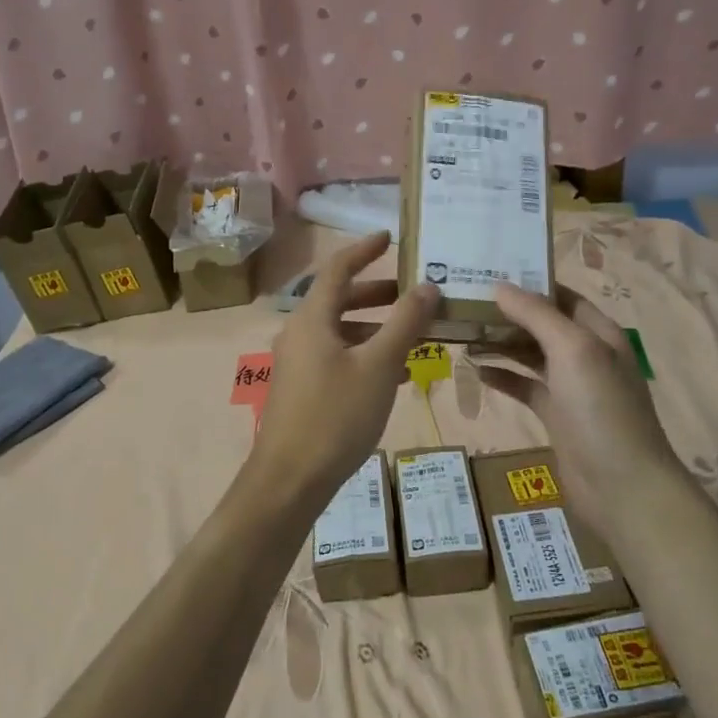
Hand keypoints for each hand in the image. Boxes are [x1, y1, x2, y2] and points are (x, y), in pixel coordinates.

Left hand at [249, 233, 439, 510]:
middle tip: (413, 292)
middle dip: (378, 294)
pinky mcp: (302, 389)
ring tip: (416, 336)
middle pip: (340, 299)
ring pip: (341, 331)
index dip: (364, 249)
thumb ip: (405, 323)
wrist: (289, 481)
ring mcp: (298, 362)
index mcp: (312, 318)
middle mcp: (300, 333)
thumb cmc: (335, 416)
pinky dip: (366, 355)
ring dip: (377, 329)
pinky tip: (398, 375)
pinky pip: (338, 357)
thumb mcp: (379, 366)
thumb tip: (428, 285)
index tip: (390, 237)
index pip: (338, 268)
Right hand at [480, 284, 683, 539]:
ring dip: (501, 344)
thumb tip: (500, 286)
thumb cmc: (601, 408)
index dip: (529, 283)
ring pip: (531, 354)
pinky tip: (477, 371)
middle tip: (466, 303)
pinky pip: (526, 387)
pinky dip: (504, 377)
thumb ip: (536, 315)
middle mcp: (586, 353)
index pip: (561, 296)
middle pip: (542, 323)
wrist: (622, 487)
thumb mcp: (572, 350)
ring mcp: (572, 387)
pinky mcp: (557, 415)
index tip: (489, 273)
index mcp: (598, 331)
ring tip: (464, 334)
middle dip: (508, 313)